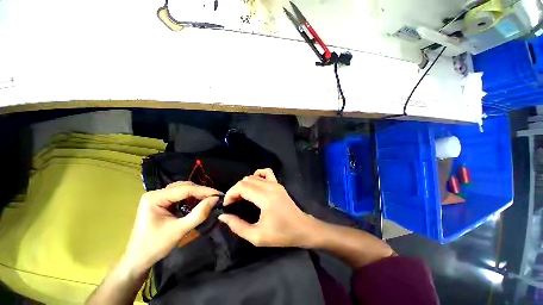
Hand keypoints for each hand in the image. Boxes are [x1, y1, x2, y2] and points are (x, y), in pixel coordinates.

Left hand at [123, 182, 220, 272]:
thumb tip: (215, 199)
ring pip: (183, 189)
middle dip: (201, 192)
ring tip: (208, 199)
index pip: (185, 189)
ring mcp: (158, 197)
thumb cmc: (155, 246)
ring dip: (196, 194)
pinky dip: (191, 198)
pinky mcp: (161, 202)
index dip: (204, 191)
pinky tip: (197, 203)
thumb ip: (199, 214)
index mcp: (155, 197)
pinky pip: (180, 195)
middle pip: (184, 187)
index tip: (219, 195)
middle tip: (215, 198)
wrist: (138, 260)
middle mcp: (156, 193)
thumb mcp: (179, 230)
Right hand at [218, 169, 313, 247]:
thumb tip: (223, 216)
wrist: (302, 229)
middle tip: (233, 203)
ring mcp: (276, 183)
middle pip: (246, 180)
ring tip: (242, 197)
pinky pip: (266, 173)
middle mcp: (270, 186)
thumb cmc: (281, 234)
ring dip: (244, 184)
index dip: (231, 194)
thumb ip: (237, 226)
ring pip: (254, 176)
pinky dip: (257, 176)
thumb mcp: (257, 236)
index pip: (242, 187)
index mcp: (265, 198)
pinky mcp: (279, 184)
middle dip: (236, 190)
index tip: (226, 205)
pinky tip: (254, 185)